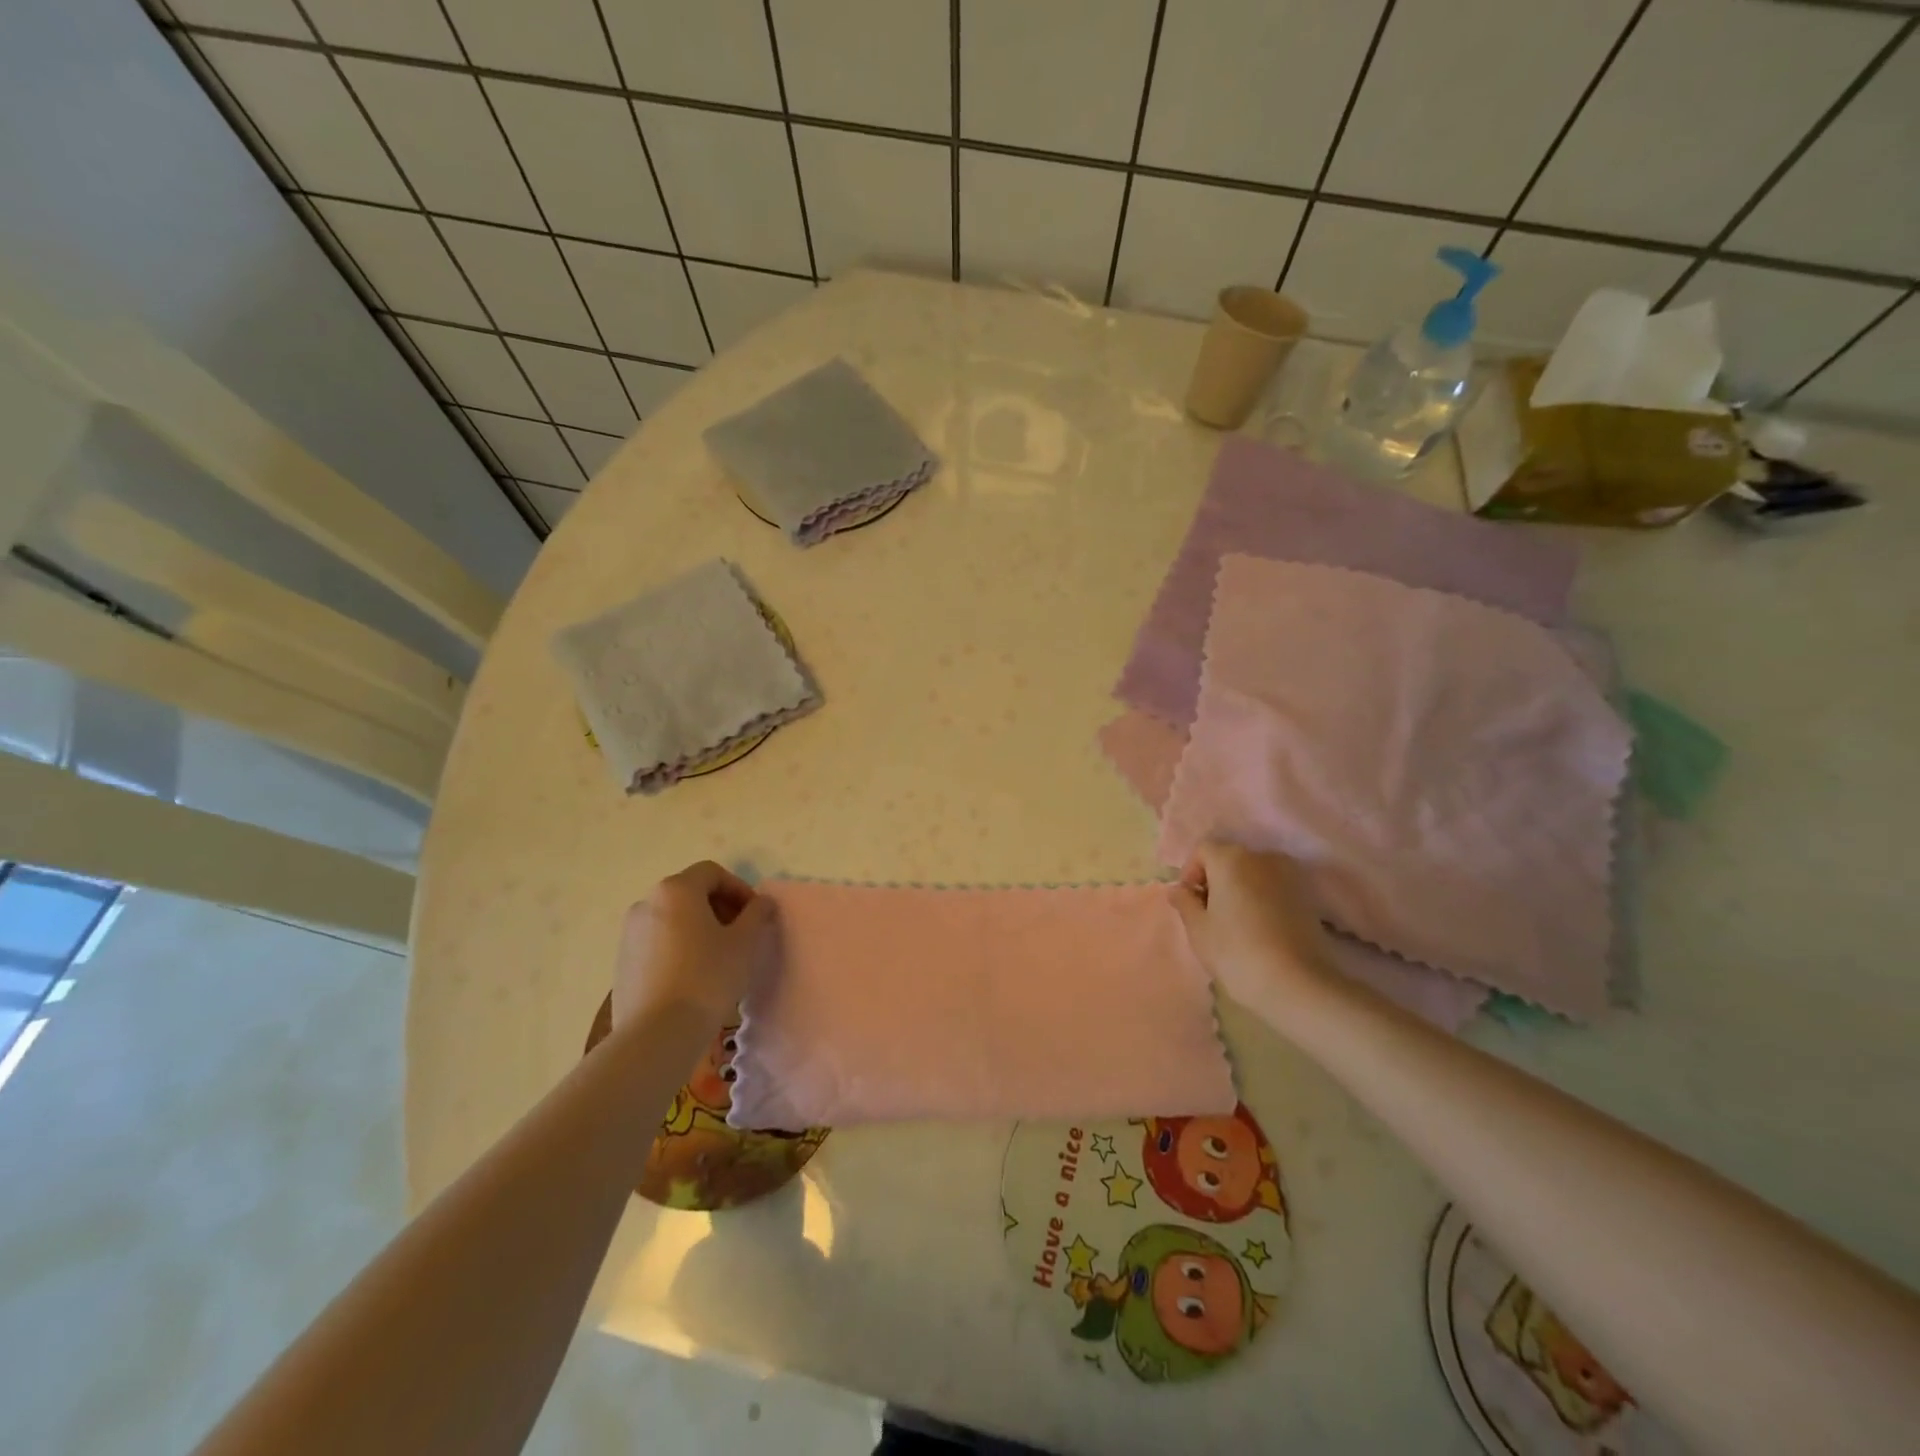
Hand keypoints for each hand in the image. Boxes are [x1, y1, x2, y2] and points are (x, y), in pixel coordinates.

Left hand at [612, 862, 774, 1026]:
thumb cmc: (707, 977)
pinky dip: (679, 948)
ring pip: (673, 919)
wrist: (656, 1034)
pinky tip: (694, 978)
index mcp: (676, 890)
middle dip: (720, 908)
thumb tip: (762, 902)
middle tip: (741, 934)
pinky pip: (658, 944)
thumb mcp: (745, 942)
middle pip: (690, 893)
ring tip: (719, 958)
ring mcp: (630, 934)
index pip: (712, 873)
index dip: (739, 888)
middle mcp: (647, 903)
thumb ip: (757, 914)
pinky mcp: (622, 963)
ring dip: (699, 928)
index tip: (755, 915)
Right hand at [1169, 841, 1337, 1015]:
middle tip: (1209, 914)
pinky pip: (1275, 887)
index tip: (1189, 902)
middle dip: (1216, 880)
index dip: (1190, 873)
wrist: (1298, 983)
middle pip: (1230, 858)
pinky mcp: (1308, 895)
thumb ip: (1184, 902)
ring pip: (1254, 873)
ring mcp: (1290, 874)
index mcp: (1230, 858)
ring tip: (1235, 922)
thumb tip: (1178, 889)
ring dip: (1240, 889)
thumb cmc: (1236, 951)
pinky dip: (1263, 899)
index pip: (1202, 850)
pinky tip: (1260, 927)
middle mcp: (1262, 856)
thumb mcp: (1198, 929)